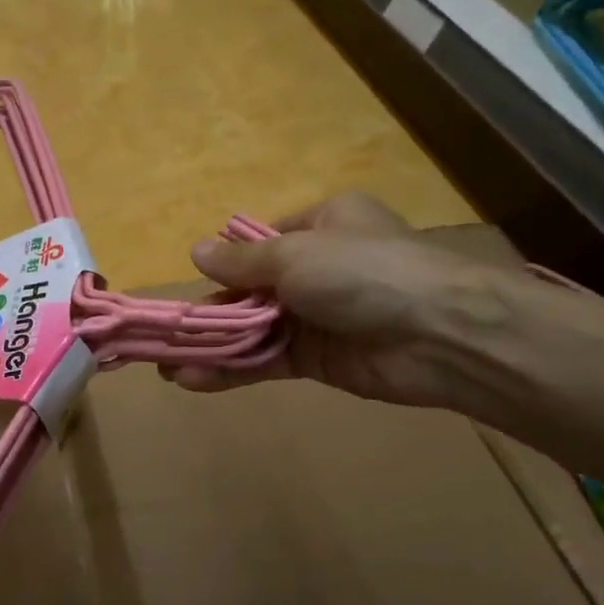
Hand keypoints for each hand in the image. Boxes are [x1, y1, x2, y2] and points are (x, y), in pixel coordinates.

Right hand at [162, 193, 516, 407]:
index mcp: (321, 224)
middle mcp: (317, 268)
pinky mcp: (318, 360)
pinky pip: (266, 361)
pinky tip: (193, 380)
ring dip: (212, 345)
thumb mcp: (295, 254)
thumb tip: (197, 252)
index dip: (227, 263)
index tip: (195, 283)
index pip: (262, 242)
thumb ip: (242, 261)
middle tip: (165, 332)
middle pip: (251, 290)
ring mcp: (317, 316)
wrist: (438, 333)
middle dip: (209, 312)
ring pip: (253, 330)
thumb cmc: (364, 272)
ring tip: (164, 364)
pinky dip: (232, 370)